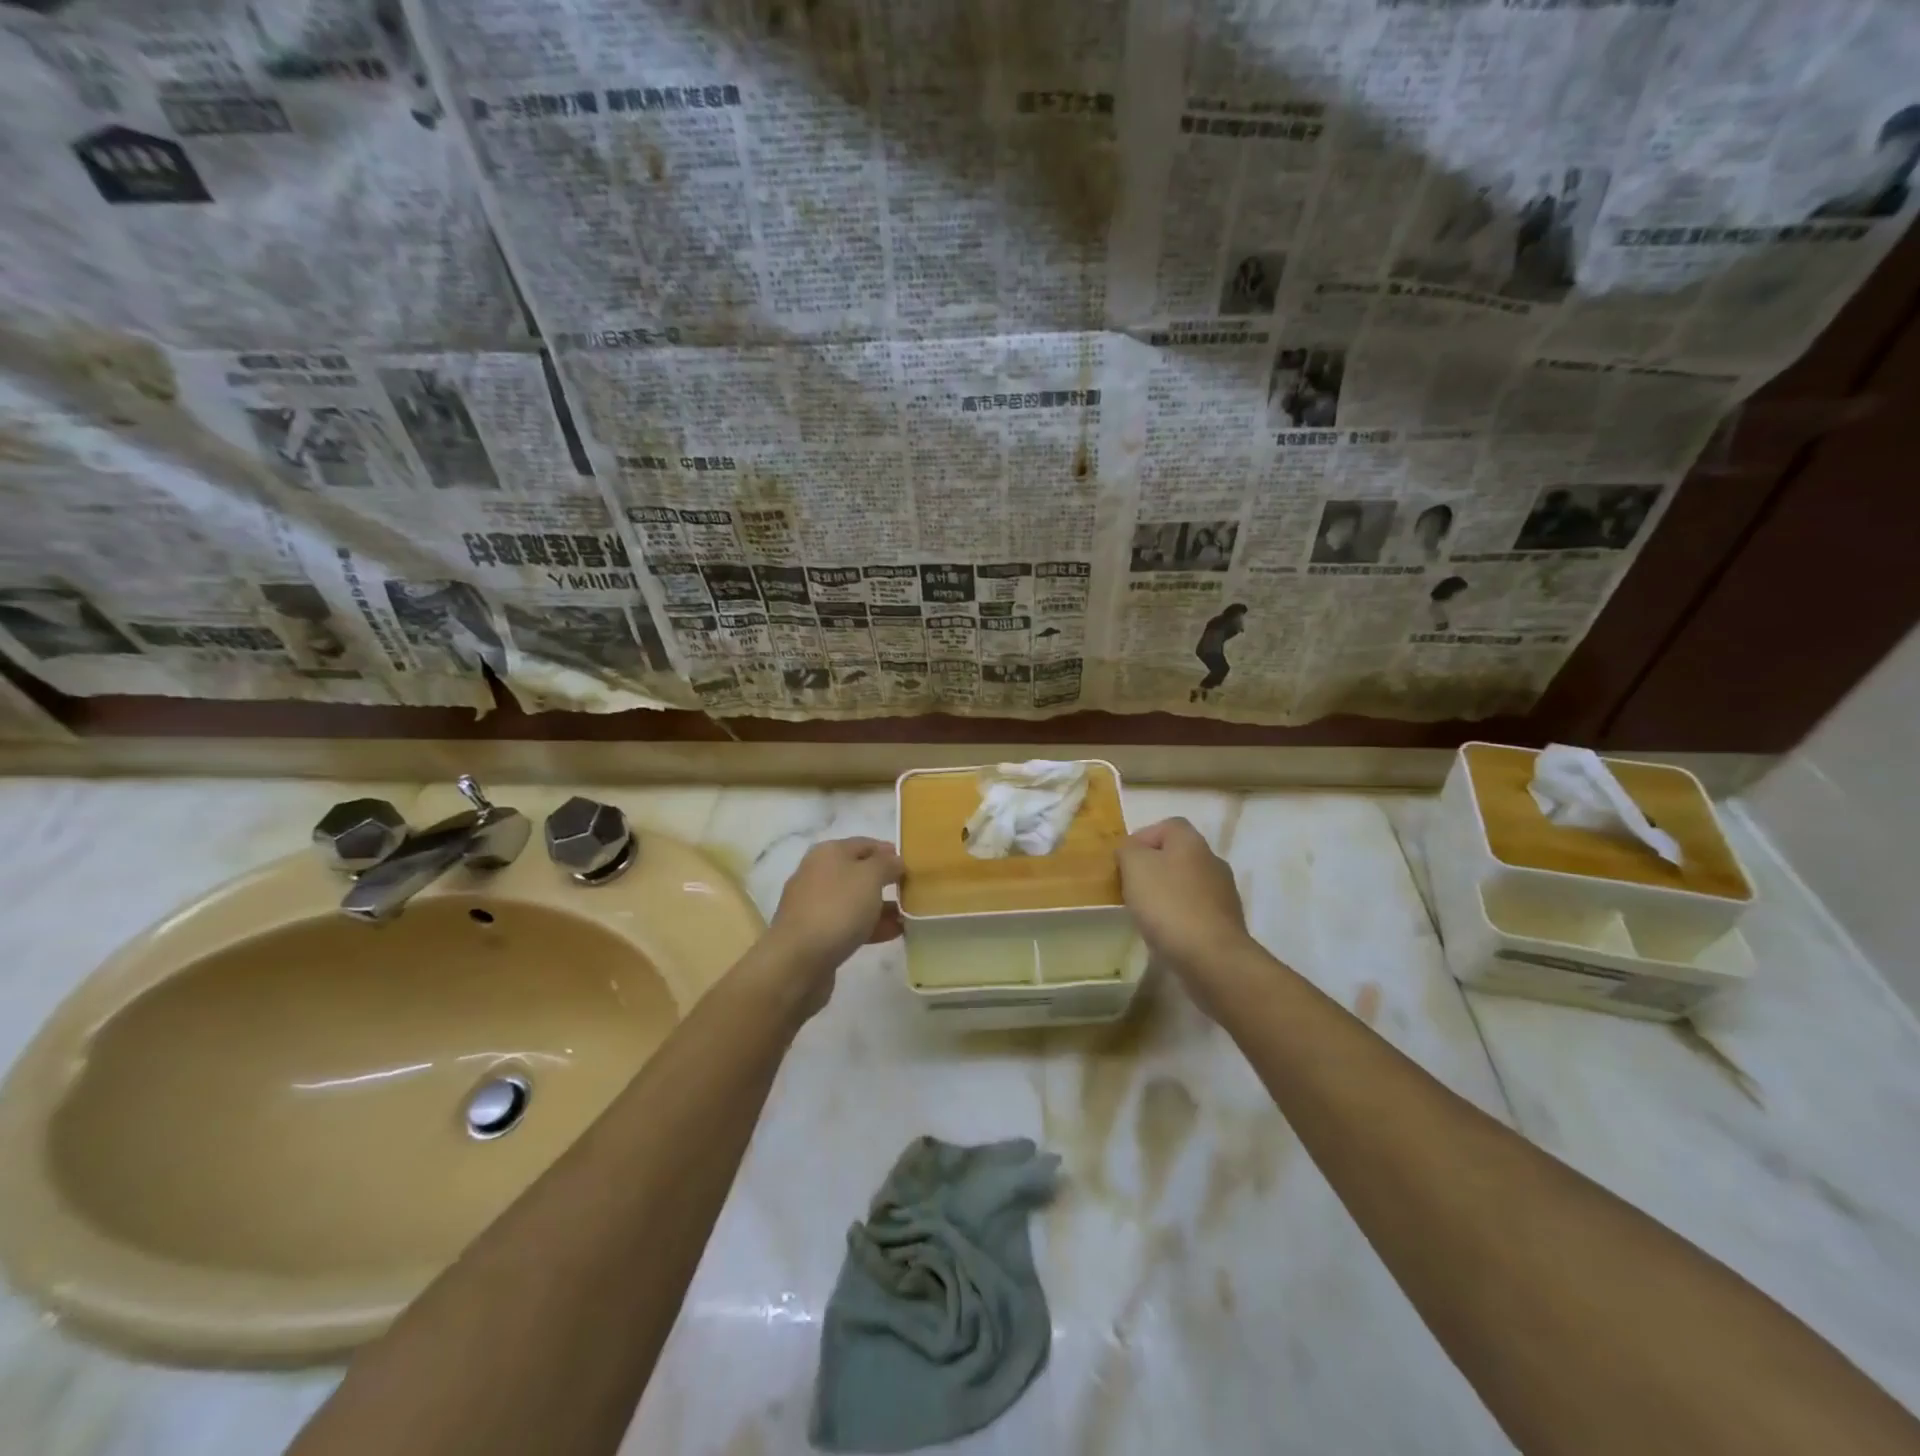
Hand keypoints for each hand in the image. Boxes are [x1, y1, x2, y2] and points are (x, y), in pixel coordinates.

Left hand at [764, 838, 903, 1009]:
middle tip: (914, 891)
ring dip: (882, 907)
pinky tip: (894, 933)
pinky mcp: (816, 934)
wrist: (797, 961)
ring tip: (910, 916)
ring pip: (855, 900)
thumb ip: (887, 864)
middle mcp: (818, 874)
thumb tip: (895, 860)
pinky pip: (849, 924)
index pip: (865, 844)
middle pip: (859, 872)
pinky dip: (871, 926)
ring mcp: (815, 905)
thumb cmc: (837, 908)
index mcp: (828, 853)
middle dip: (886, 881)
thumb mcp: (870, 877)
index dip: (889, 852)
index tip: (913, 865)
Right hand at [1117, 818, 1252, 973]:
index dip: (1143, 838)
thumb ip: (1128, 850)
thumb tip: (1131, 851)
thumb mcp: (1135, 867)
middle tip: (1131, 887)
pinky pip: (1196, 910)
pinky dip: (1179, 916)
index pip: (1167, 825)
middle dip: (1153, 868)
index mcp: (1191, 842)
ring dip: (1166, 893)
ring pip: (1187, 884)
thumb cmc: (1168, 904)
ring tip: (1145, 913)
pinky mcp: (1226, 922)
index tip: (1124, 862)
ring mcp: (1224, 893)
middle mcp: (1212, 860)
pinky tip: (1166, 933)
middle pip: (1177, 855)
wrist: (1212, 957)